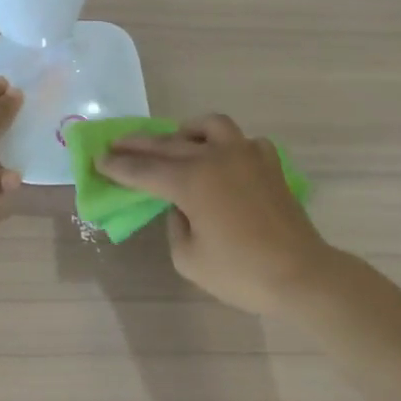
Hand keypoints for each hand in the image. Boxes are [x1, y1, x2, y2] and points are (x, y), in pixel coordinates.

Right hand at [97, 114, 333, 314]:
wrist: (301, 275)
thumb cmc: (241, 273)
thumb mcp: (188, 258)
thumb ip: (175, 224)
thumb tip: (180, 205)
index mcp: (191, 180)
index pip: (144, 170)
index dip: (118, 166)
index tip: (98, 160)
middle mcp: (215, 157)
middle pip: (167, 144)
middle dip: (137, 144)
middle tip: (115, 143)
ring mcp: (246, 154)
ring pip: (209, 125)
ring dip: (185, 131)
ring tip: (174, 141)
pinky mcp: (269, 163)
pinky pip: (242, 141)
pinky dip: (225, 145)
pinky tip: (222, 160)